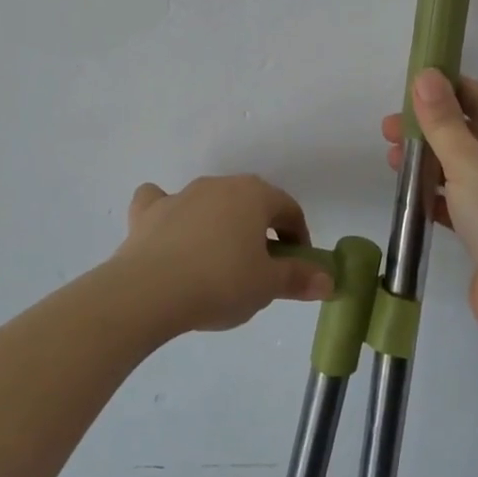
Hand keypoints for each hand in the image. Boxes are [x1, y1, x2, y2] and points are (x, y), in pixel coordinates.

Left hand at [113, 175, 332, 334]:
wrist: (149, 291)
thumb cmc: (220, 283)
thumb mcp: (267, 286)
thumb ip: (299, 278)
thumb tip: (328, 280)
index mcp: (255, 195)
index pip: (289, 209)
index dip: (298, 237)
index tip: (297, 267)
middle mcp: (220, 185)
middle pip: (250, 203)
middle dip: (260, 229)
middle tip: (260, 268)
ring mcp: (182, 194)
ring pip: (210, 201)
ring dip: (220, 223)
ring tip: (218, 261)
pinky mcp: (149, 212)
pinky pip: (162, 202)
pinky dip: (169, 213)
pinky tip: (169, 232)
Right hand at [383, 71, 477, 342]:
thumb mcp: (470, 162)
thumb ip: (442, 121)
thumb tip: (425, 75)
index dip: (447, 90)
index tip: (408, 88)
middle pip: (470, 134)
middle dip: (430, 129)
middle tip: (389, 129)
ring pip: (463, 169)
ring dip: (429, 161)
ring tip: (391, 159)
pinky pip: (460, 201)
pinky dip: (435, 194)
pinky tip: (408, 193)